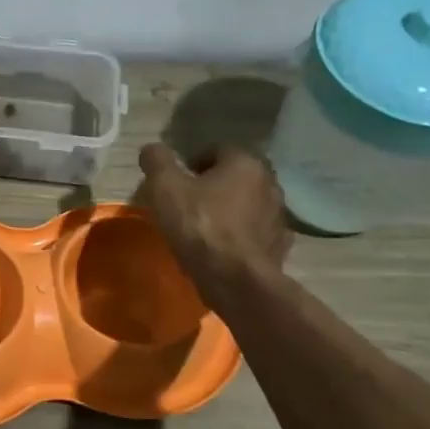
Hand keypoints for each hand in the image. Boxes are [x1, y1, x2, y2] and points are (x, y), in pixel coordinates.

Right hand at [136, 143, 292, 291]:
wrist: (235, 280)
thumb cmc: (199, 226)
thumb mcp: (165, 189)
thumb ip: (157, 162)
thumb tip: (151, 148)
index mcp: (245, 162)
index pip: (216, 151)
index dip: (192, 164)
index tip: (176, 184)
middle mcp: (269, 182)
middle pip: (235, 177)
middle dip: (213, 187)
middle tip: (188, 205)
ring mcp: (278, 216)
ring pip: (247, 205)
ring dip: (229, 211)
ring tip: (204, 230)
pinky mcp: (278, 245)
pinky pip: (255, 232)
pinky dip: (240, 236)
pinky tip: (222, 250)